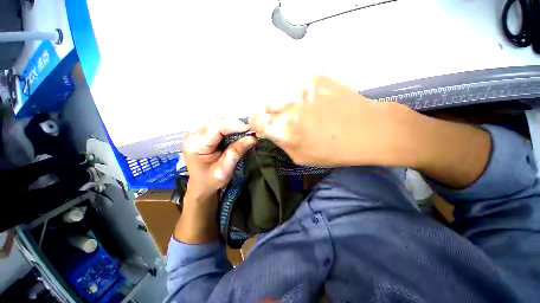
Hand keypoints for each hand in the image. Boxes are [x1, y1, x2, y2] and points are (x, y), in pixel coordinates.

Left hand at [175, 118, 255, 243]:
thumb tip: (252, 137)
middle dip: (236, 125)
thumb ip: (237, 151)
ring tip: (245, 132)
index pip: (216, 128)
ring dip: (233, 125)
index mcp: (195, 145)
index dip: (235, 126)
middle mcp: (193, 135)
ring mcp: (196, 132)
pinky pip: (218, 125)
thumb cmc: (211, 181)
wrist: (200, 186)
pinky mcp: (201, 133)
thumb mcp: (225, 169)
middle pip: (217, 122)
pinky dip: (229, 128)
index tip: (251, 130)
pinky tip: (237, 133)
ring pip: (218, 121)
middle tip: (250, 131)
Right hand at [249, 75, 414, 166]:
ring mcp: (302, 88)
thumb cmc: (333, 151)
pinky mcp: (316, 77)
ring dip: (287, 103)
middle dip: (273, 114)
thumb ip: (281, 141)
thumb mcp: (300, 157)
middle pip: (267, 105)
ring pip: (282, 94)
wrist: (368, 130)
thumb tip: (271, 131)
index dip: (259, 124)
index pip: (255, 120)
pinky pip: (299, 86)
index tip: (266, 127)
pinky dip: (302, 95)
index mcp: (282, 129)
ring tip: (304, 111)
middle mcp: (287, 105)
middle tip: (288, 120)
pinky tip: (316, 102)